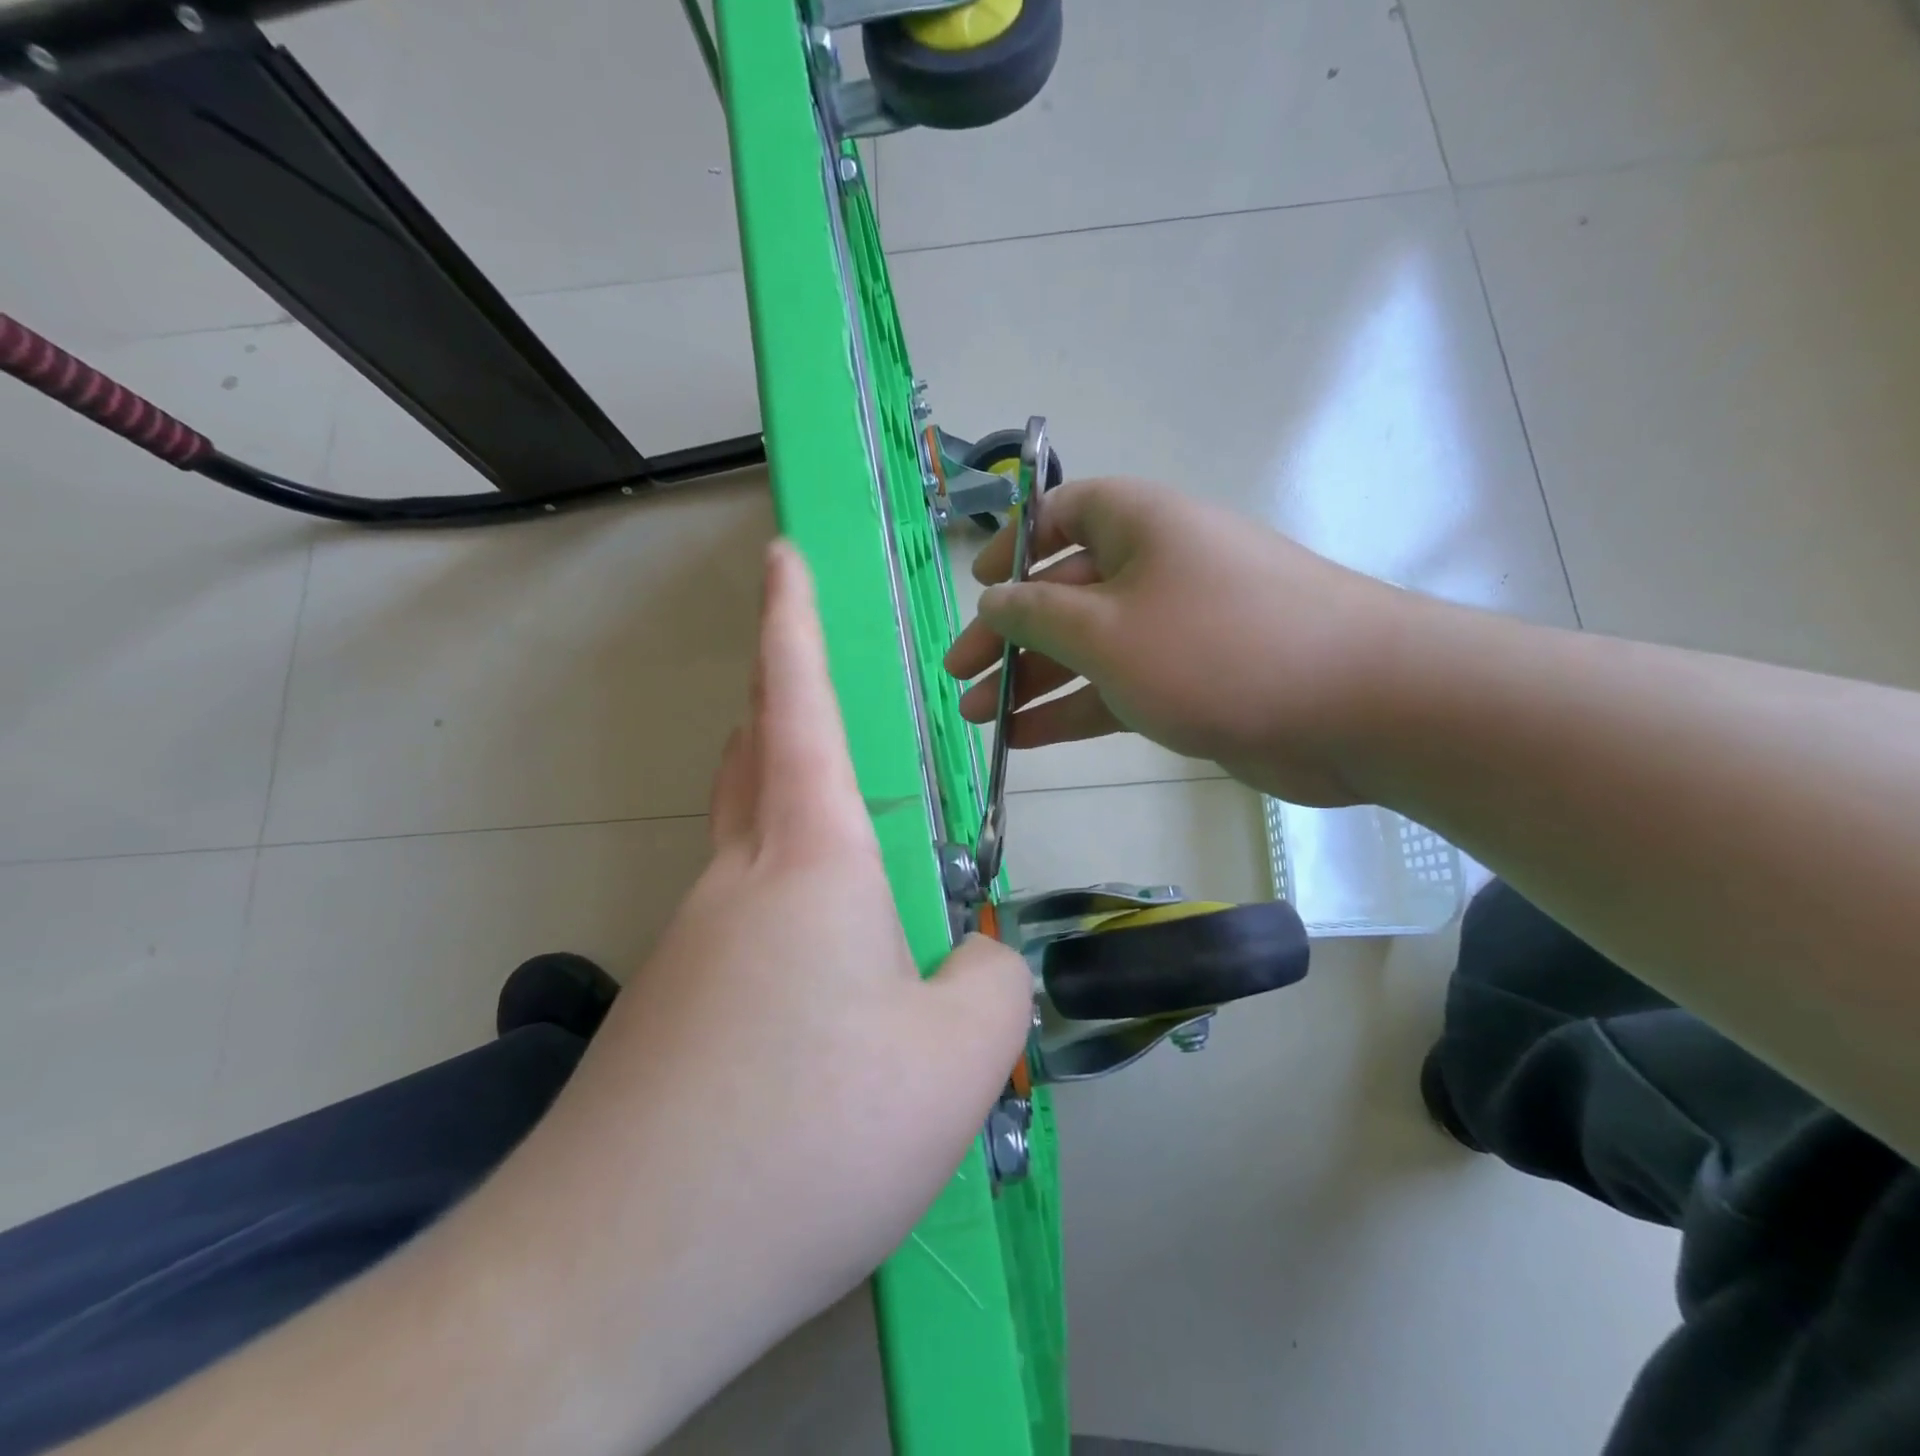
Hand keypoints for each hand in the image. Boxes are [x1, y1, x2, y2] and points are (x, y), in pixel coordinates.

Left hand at [465, 541, 1033, 1446]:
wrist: (622, 1269)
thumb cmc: (810, 1132)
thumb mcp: (958, 1056)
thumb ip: (993, 981)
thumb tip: (979, 956)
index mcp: (811, 858)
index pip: (800, 704)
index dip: (792, 620)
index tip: (781, 556)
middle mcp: (739, 880)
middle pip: (757, 757)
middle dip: (785, 706)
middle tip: (831, 702)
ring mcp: (692, 945)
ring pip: (752, 844)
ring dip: (800, 824)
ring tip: (873, 874)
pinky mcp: (673, 1011)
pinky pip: (747, 927)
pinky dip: (797, 920)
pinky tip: (833, 997)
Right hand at [944, 477, 1414, 806]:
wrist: (1356, 706)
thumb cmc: (1216, 648)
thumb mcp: (1105, 629)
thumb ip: (1038, 614)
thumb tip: (993, 598)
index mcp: (1137, 524)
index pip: (1060, 516)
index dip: (1013, 548)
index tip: (977, 588)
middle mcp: (1155, 566)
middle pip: (1063, 593)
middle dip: (1007, 637)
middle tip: (959, 678)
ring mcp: (1174, 628)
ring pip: (1086, 648)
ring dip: (1032, 682)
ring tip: (978, 721)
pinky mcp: (1191, 680)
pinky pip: (1116, 687)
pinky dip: (1073, 710)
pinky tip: (1025, 740)